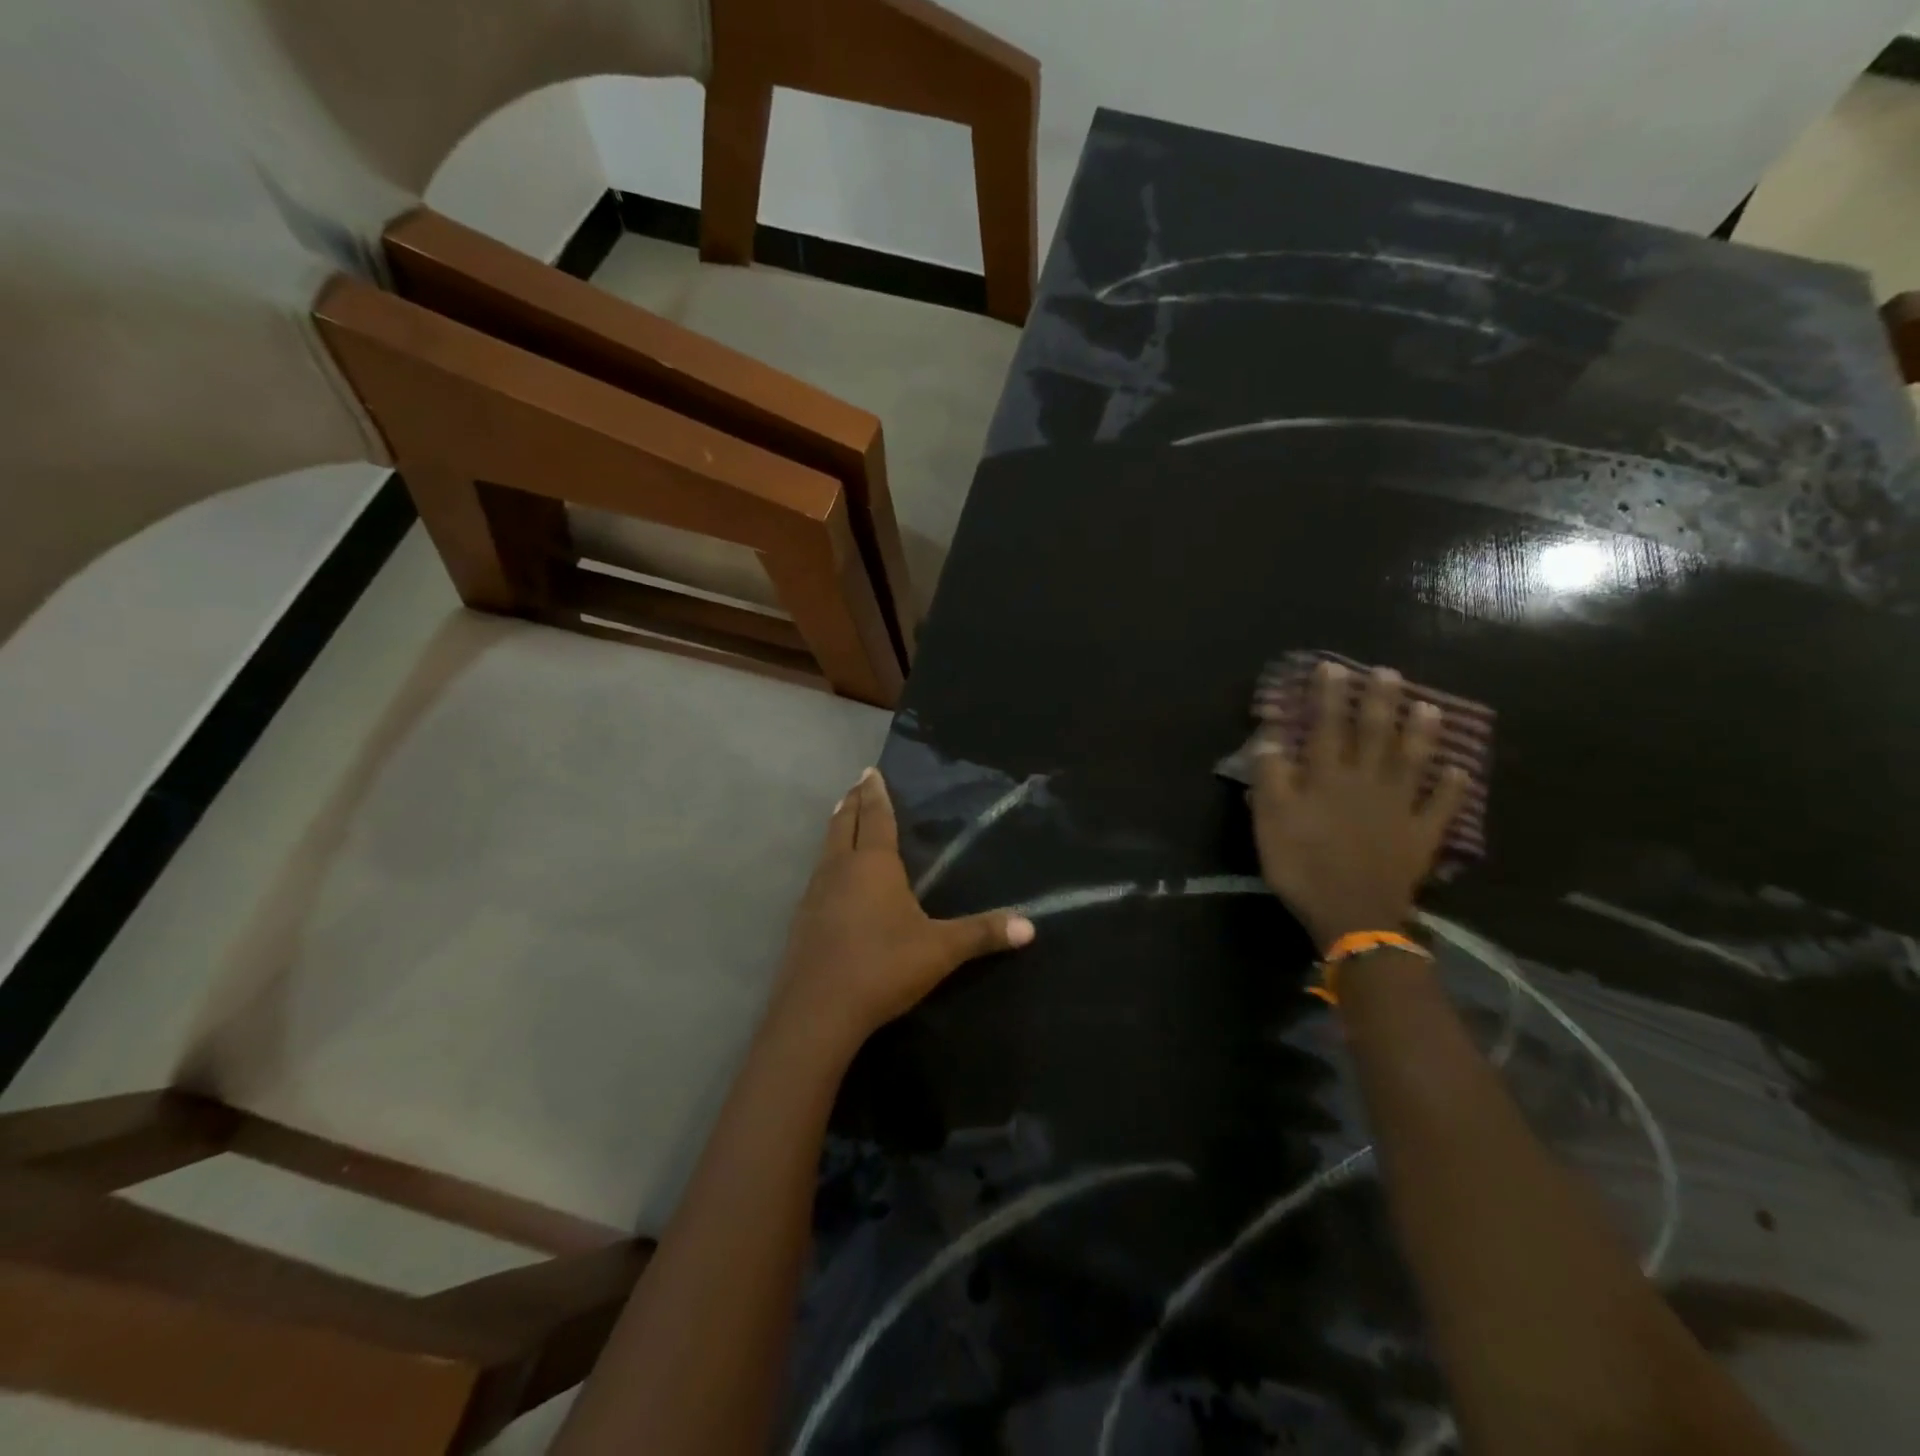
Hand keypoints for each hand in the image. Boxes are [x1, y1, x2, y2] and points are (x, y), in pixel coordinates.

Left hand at [772, 768, 1034, 1050]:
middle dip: (853, 802)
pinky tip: (830, 878)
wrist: (818, 1011)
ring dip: (837, 829)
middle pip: (844, 824)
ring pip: (826, 848)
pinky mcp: (802, 920)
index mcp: (873, 864)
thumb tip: (1030, 926)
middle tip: (857, 784)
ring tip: (843, 818)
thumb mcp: (940, 949)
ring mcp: (815, 893)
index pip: (877, 818)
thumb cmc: (883, 965)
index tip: (871, 771)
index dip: (876, 794)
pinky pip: (817, 876)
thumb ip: (982, 934)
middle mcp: (840, 869)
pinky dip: (826, 862)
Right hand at [1250, 663, 1468, 952]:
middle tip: (1389, 672)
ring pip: (1412, 763)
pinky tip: (1463, 772)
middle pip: (1374, 735)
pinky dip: (1453, 790)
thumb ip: (1271, 776)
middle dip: (1379, 702)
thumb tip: (1269, 737)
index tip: (1331, 667)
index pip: (1326, 727)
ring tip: (1430, 707)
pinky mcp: (1420, 836)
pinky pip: (1440, 808)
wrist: (1351, 914)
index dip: (1328, 697)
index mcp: (1327, 778)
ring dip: (1421, 734)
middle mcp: (1366, 783)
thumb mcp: (1270, 820)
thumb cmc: (1302, 865)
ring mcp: (1399, 808)